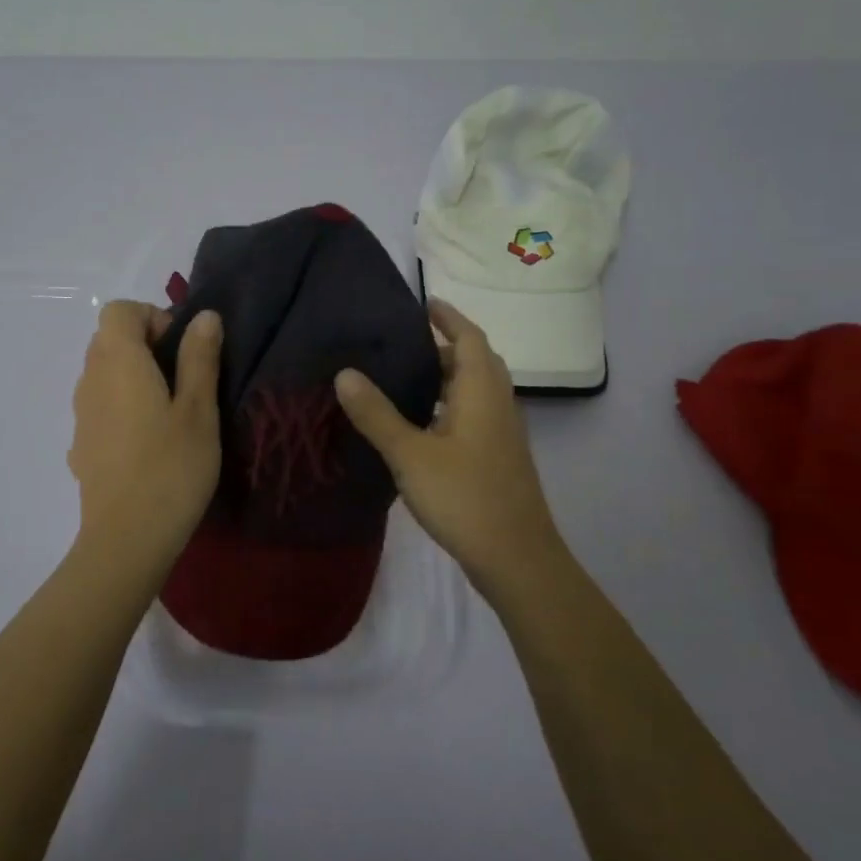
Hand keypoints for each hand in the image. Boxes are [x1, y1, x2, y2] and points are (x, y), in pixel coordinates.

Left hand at [68, 300, 222, 576]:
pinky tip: (148, 445)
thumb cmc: (171, 467)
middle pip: (109, 340)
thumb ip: (199, 358)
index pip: (119, 311)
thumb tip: (203, 317)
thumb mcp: (199, 409)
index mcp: (118, 362)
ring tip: (170, 414)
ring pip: (103, 375)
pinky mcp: (81, 446)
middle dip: (146, 346)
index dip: (152, 318)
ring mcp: (81, 415)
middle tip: (184, 380)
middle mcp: (90, 380)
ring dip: (134, 378)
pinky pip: (100, 407)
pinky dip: (122, 408)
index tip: (183, 350)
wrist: (127, 539)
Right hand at [334, 300, 568, 604]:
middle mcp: (498, 404)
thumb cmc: (465, 497)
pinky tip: (423, 425)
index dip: (449, 317)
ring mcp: (502, 433)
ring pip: (476, 390)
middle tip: (405, 342)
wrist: (516, 558)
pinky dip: (451, 405)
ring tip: (408, 377)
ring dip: (449, 377)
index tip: (424, 303)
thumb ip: (377, 414)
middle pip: (476, 361)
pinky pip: (475, 414)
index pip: (469, 338)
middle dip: (446, 346)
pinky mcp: (498, 458)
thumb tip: (345, 372)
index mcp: (481, 392)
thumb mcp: (411, 454)